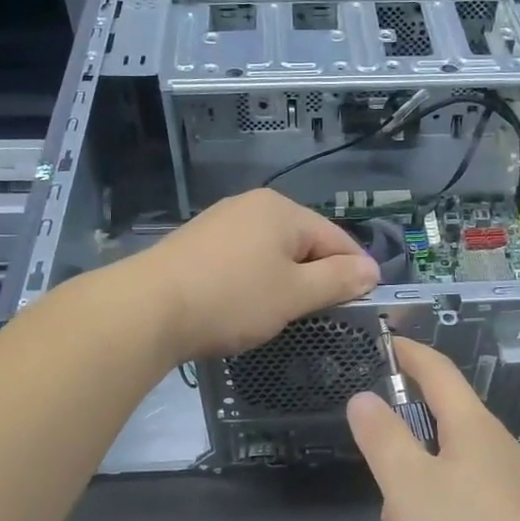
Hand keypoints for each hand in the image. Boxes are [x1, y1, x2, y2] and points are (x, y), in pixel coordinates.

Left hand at [130, 189, 379, 360]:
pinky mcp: (197, 244)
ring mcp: (220, 222)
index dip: (355, 271)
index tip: (364, 304)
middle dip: (317, 277)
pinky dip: (254, 281)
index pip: (336, 238)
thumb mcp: (294, 294)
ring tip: (282, 314)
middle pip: (303, 242)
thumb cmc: (232, 299)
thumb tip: (371, 270)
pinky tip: (245, 306)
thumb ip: (337, 281)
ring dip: (285, 281)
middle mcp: (252, 206)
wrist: (147, 309)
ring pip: (271, 252)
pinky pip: (243, 259)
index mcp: (282, 210)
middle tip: (320, 315)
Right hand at [346, 337, 519, 520]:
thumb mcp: (409, 487)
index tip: (385, 344)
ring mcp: (506, 507)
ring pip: (442, 510)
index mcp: (472, 431)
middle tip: (384, 518)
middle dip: (400, 487)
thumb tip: (364, 398)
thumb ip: (382, 440)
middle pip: (435, 451)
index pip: (438, 373)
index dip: (410, 355)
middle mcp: (493, 460)